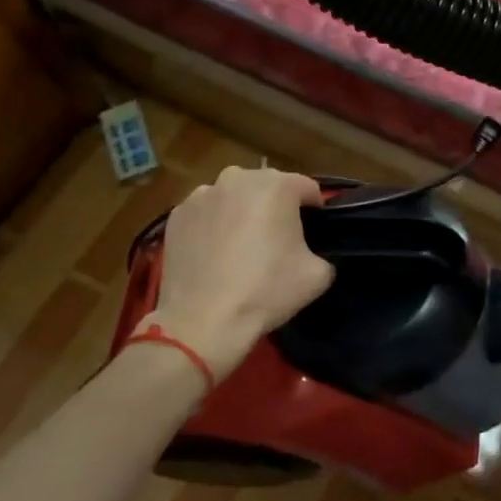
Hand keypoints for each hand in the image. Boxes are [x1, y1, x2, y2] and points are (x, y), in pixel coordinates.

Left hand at [148, 166, 334, 377]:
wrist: (202, 322)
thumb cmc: (265, 292)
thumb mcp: (318, 275)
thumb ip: (323, 252)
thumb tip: (310, 252)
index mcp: (276, 186)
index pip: (307, 188)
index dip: (315, 210)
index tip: (313, 233)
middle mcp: (238, 178)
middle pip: (267, 186)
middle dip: (275, 207)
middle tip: (276, 241)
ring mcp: (202, 195)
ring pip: (233, 197)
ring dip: (242, 213)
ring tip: (241, 248)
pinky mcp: (177, 215)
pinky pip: (206, 213)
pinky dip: (213, 226)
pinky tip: (214, 255)